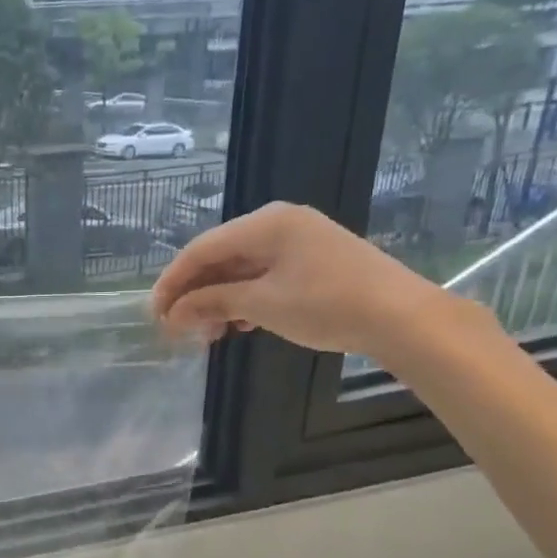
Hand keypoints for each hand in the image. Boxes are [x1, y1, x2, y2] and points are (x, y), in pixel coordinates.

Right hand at [151, 202, 456, 357]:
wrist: (402, 317)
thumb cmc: (327, 304)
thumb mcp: (261, 304)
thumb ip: (212, 302)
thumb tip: (173, 313)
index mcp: (265, 223)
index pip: (201, 249)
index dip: (173, 282)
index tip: (154, 314)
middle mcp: (278, 223)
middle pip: (219, 257)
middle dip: (195, 294)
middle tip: (178, 329)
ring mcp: (297, 241)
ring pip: (240, 269)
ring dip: (218, 301)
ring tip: (208, 334)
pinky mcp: (312, 261)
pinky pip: (263, 276)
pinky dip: (244, 299)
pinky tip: (238, 325)